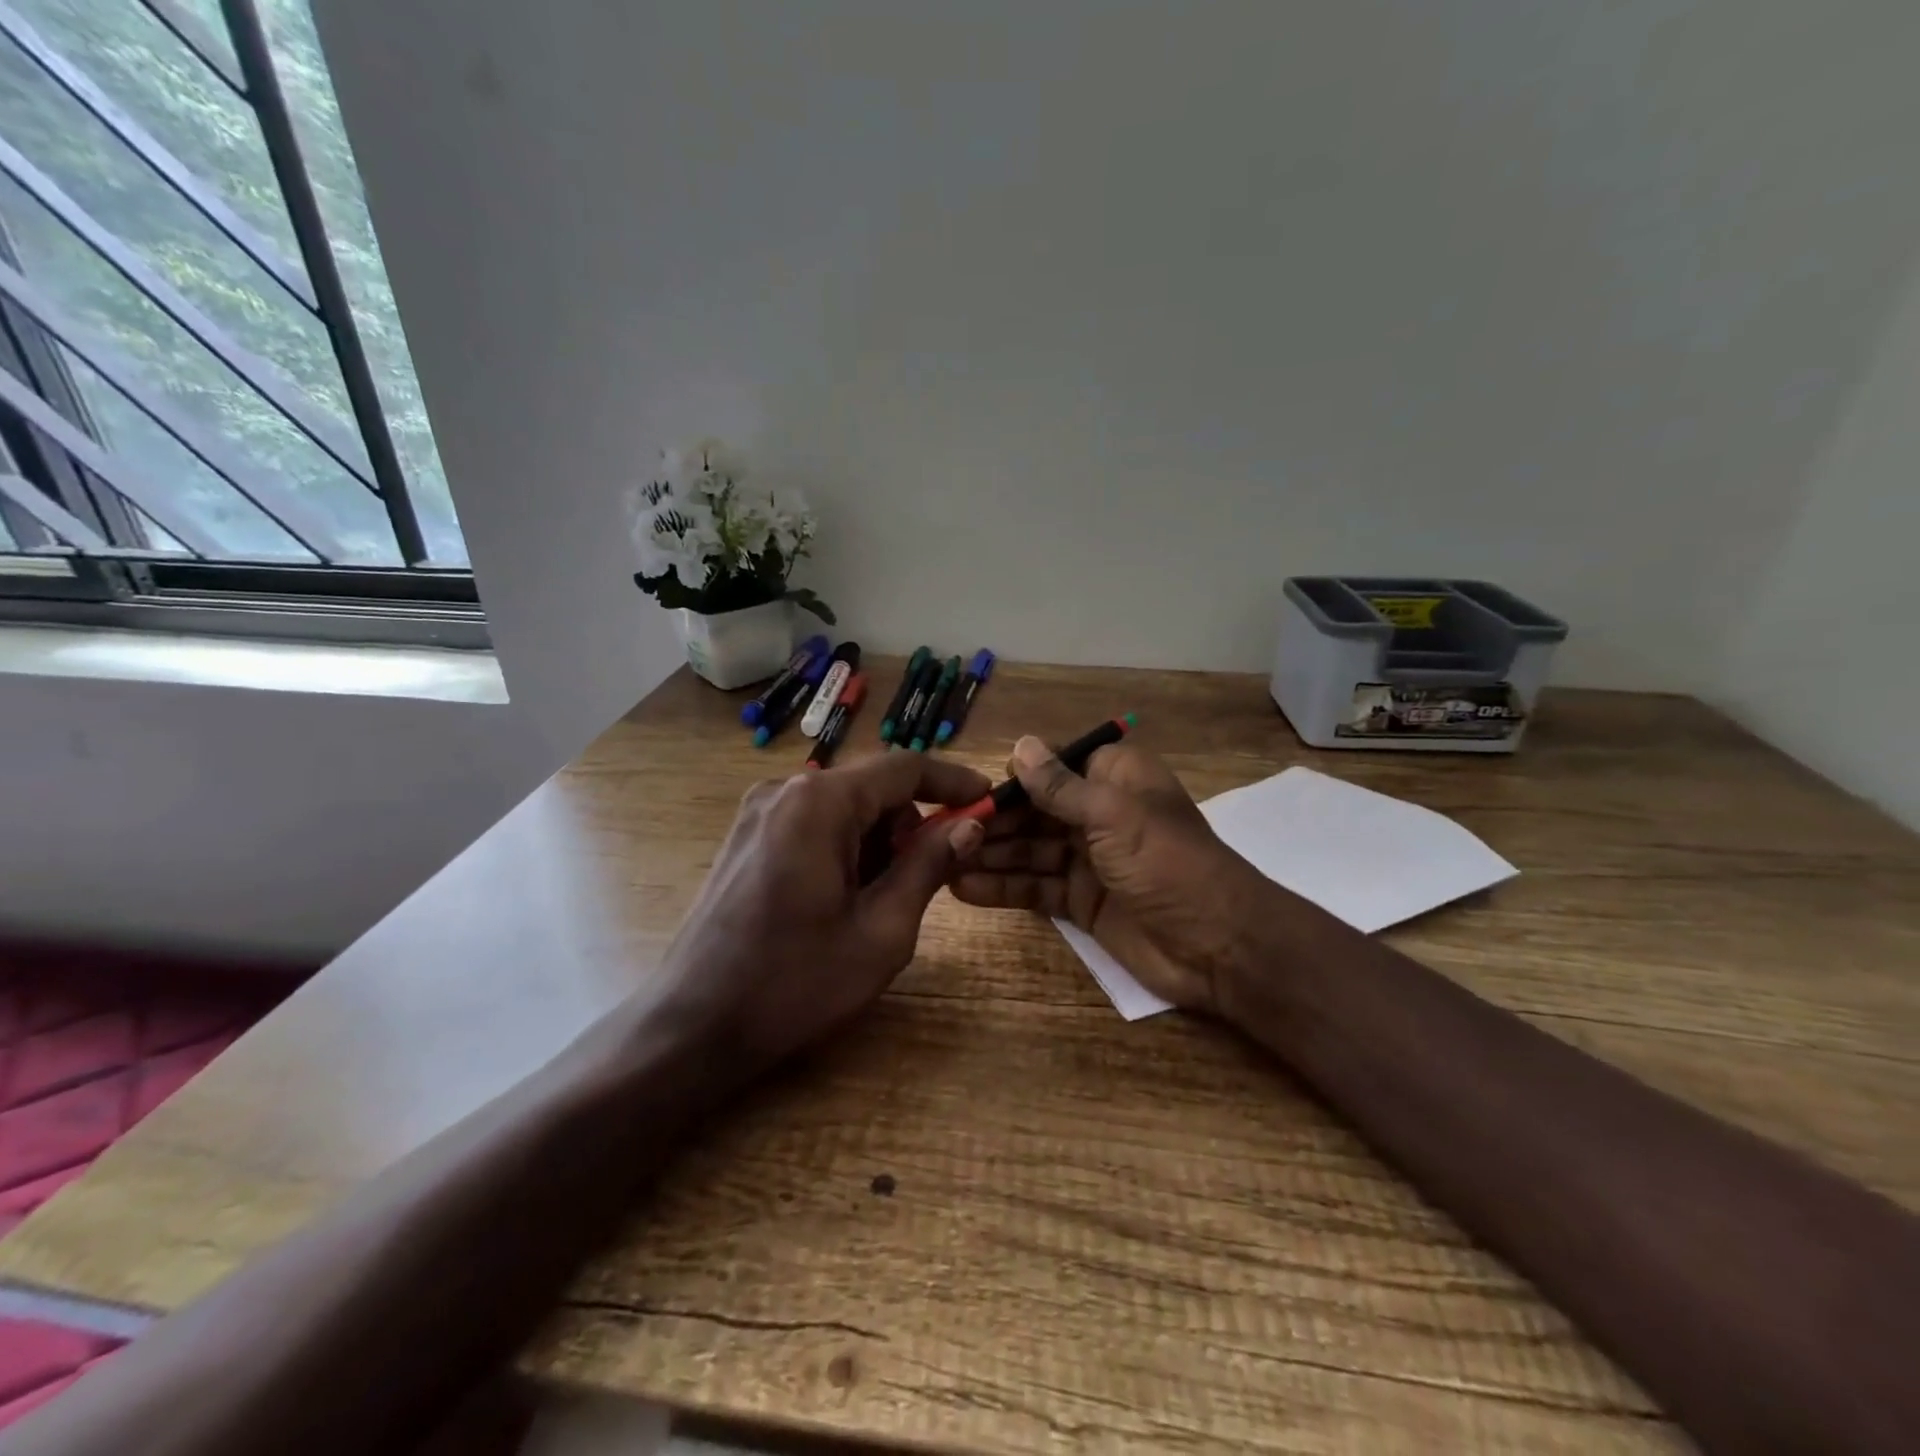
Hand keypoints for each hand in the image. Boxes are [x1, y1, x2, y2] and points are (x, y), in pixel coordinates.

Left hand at [658, 751, 990, 1073]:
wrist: (691, 1027)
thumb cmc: (794, 984)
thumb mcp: (881, 931)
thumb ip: (928, 867)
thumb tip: (969, 825)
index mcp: (820, 803)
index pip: (904, 768)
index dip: (953, 782)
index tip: (989, 801)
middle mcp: (786, 790)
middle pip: (872, 787)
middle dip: (910, 824)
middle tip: (931, 877)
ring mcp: (759, 811)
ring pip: (844, 807)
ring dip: (878, 841)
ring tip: (880, 903)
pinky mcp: (746, 836)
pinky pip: (814, 824)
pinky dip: (845, 848)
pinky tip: (843, 899)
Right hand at [948, 737, 1268, 1012]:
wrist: (1218, 945)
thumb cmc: (1167, 863)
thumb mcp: (1112, 814)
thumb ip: (1060, 785)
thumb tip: (1019, 745)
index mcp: (1114, 779)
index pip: (1052, 766)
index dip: (1011, 777)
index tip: (966, 790)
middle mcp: (1098, 813)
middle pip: (1033, 810)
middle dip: (991, 820)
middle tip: (940, 832)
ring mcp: (1088, 859)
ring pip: (1028, 850)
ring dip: (988, 854)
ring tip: (940, 861)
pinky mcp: (1081, 901)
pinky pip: (1035, 887)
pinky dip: (1002, 887)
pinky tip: (964, 888)